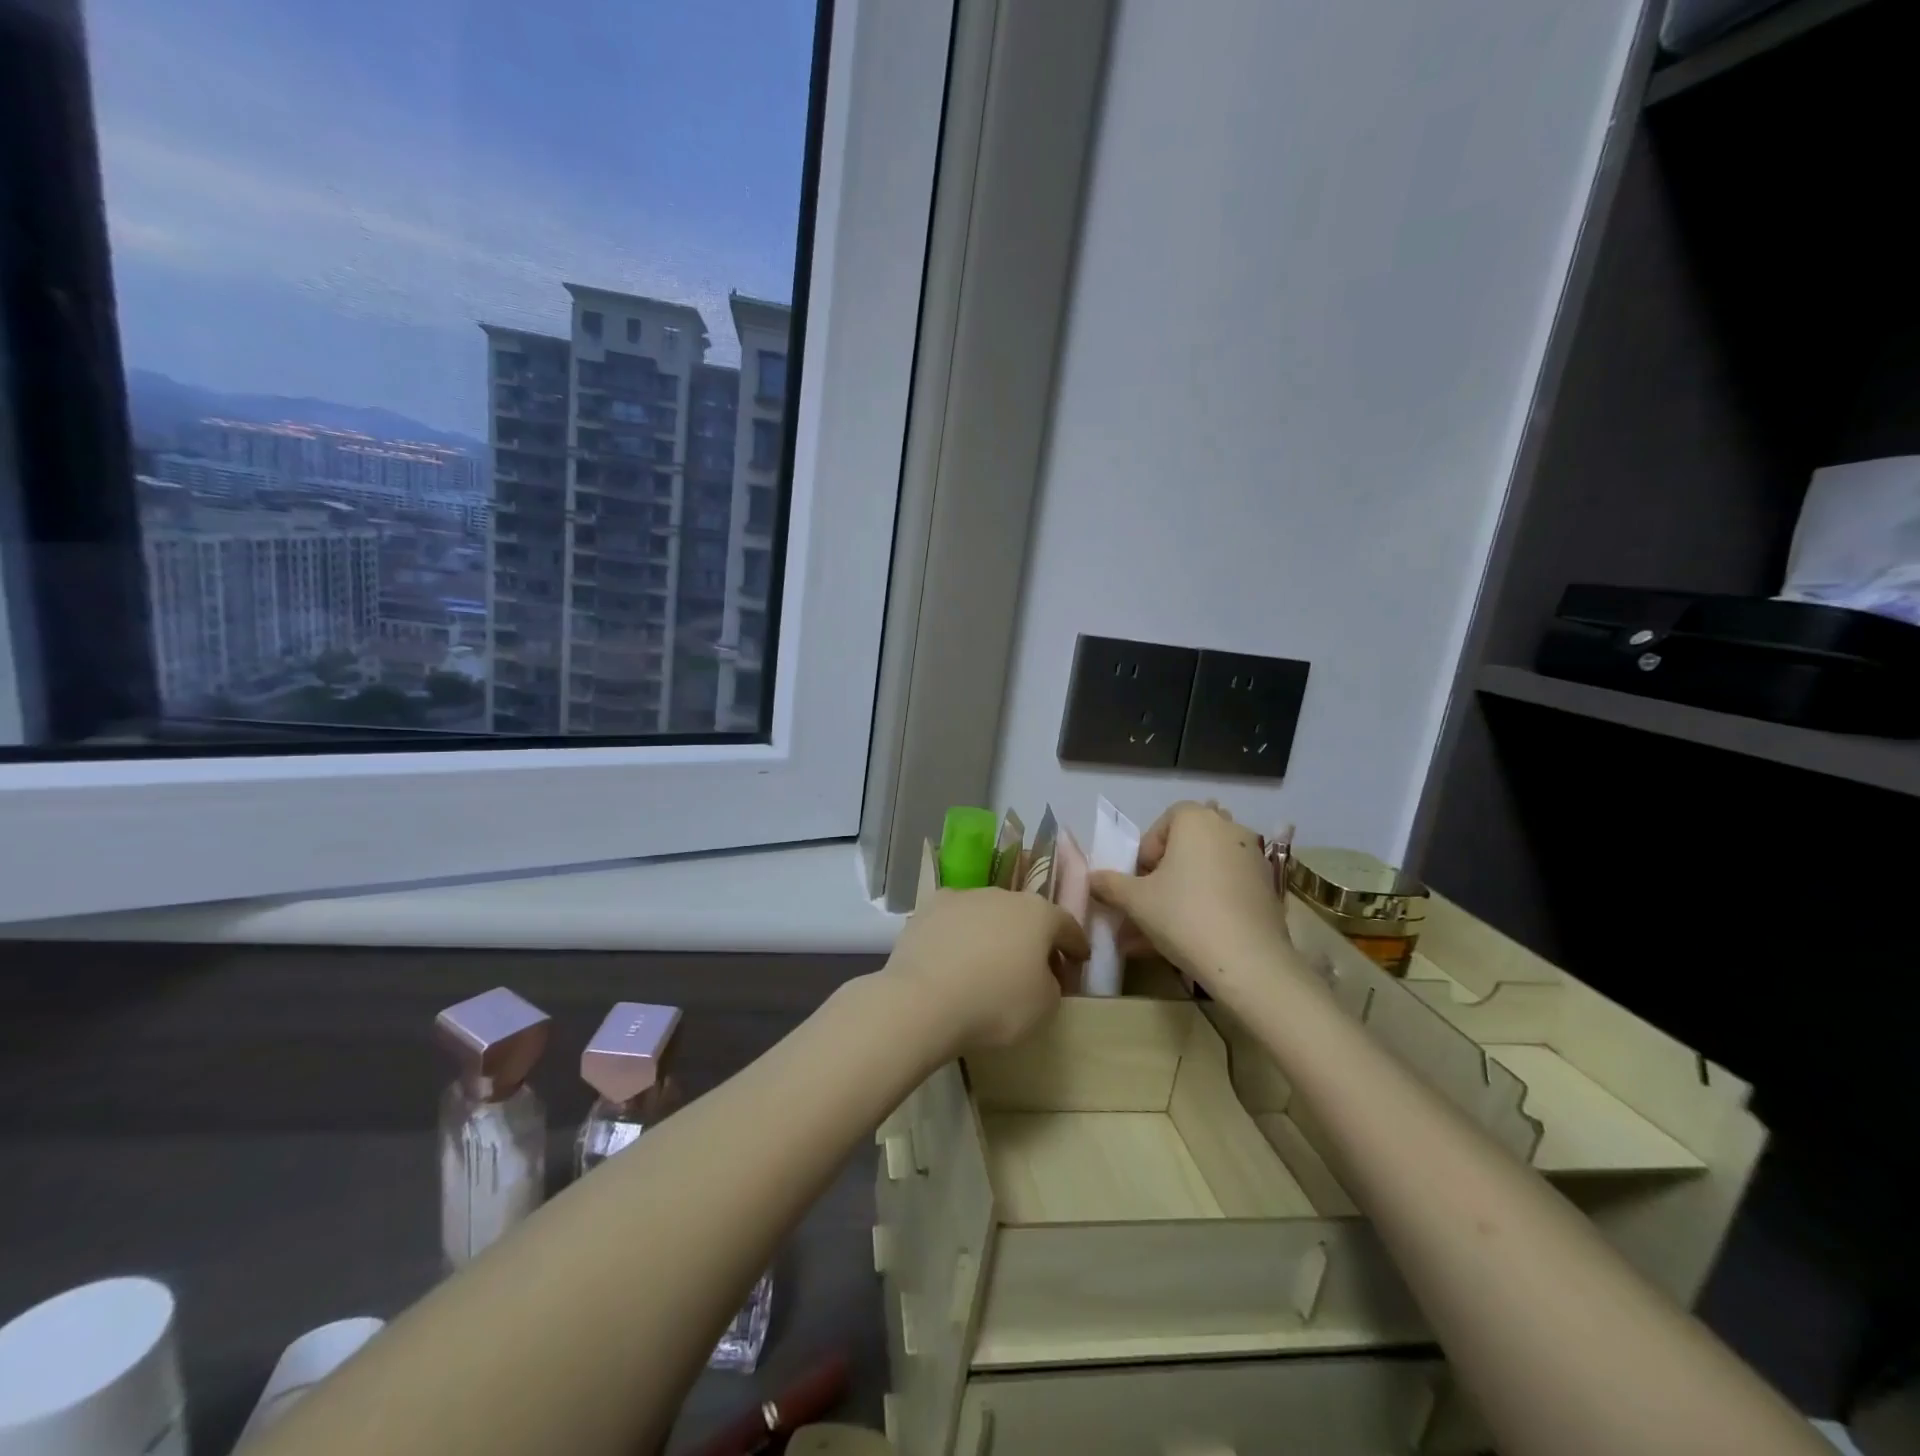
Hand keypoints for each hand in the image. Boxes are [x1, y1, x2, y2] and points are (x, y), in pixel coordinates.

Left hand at [881, 888, 1089, 1053]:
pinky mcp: (929, 908)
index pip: (1067, 925)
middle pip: (1026, 916)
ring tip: (987, 964)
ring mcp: (963, 896)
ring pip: (988, 914)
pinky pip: (955, 921)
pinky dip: (959, 936)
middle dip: (1032, 938)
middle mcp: (1003, 894)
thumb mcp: (1045, 1006)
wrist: (924, 1000)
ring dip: (993, 933)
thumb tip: (1042, 973)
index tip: (1079, 960)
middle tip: (1032, 967)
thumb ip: (1052, 982)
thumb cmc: (996, 1004)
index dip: (1076, 945)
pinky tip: (953, 959)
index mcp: (1038, 913)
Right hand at [1090, 801, 1290, 991]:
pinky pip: (1227, 889)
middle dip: (1164, 874)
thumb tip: (1090, 879)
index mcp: (1197, 820)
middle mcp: (1229, 830)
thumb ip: (1110, 884)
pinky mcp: (1267, 890)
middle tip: (1149, 904)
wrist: (1249, 962)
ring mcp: (1253, 859)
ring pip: (1206, 872)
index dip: (1147, 850)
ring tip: (1162, 932)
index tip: (1138, 881)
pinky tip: (1192, 939)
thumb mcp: (1136, 901)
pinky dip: (1208, 905)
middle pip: (1187, 846)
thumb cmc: (1184, 916)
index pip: (1164, 822)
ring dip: (1183, 893)